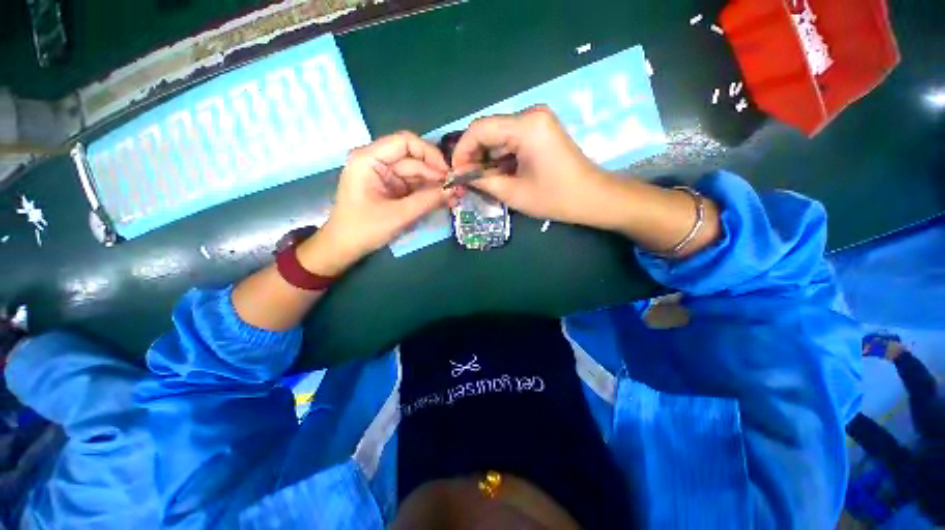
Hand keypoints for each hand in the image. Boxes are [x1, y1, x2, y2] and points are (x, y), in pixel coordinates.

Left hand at [301, 132, 450, 275]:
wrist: (344, 248)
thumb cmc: (364, 229)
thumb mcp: (399, 215)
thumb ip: (428, 200)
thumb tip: (456, 190)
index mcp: (369, 159)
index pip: (405, 142)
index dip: (430, 154)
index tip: (448, 172)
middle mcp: (376, 161)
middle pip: (413, 159)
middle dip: (436, 174)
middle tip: (457, 189)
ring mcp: (384, 175)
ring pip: (416, 173)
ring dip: (434, 185)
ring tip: (454, 197)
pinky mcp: (390, 188)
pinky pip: (413, 185)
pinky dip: (427, 193)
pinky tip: (443, 199)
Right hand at [450, 106, 610, 224]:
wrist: (593, 197)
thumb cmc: (555, 198)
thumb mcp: (513, 192)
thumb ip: (481, 180)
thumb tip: (458, 174)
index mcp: (525, 126)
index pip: (479, 129)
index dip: (462, 151)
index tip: (456, 172)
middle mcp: (530, 114)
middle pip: (488, 130)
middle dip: (473, 155)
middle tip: (467, 179)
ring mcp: (537, 121)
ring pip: (498, 135)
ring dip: (486, 157)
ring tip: (481, 180)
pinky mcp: (540, 130)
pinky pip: (510, 139)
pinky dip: (500, 156)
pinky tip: (498, 173)